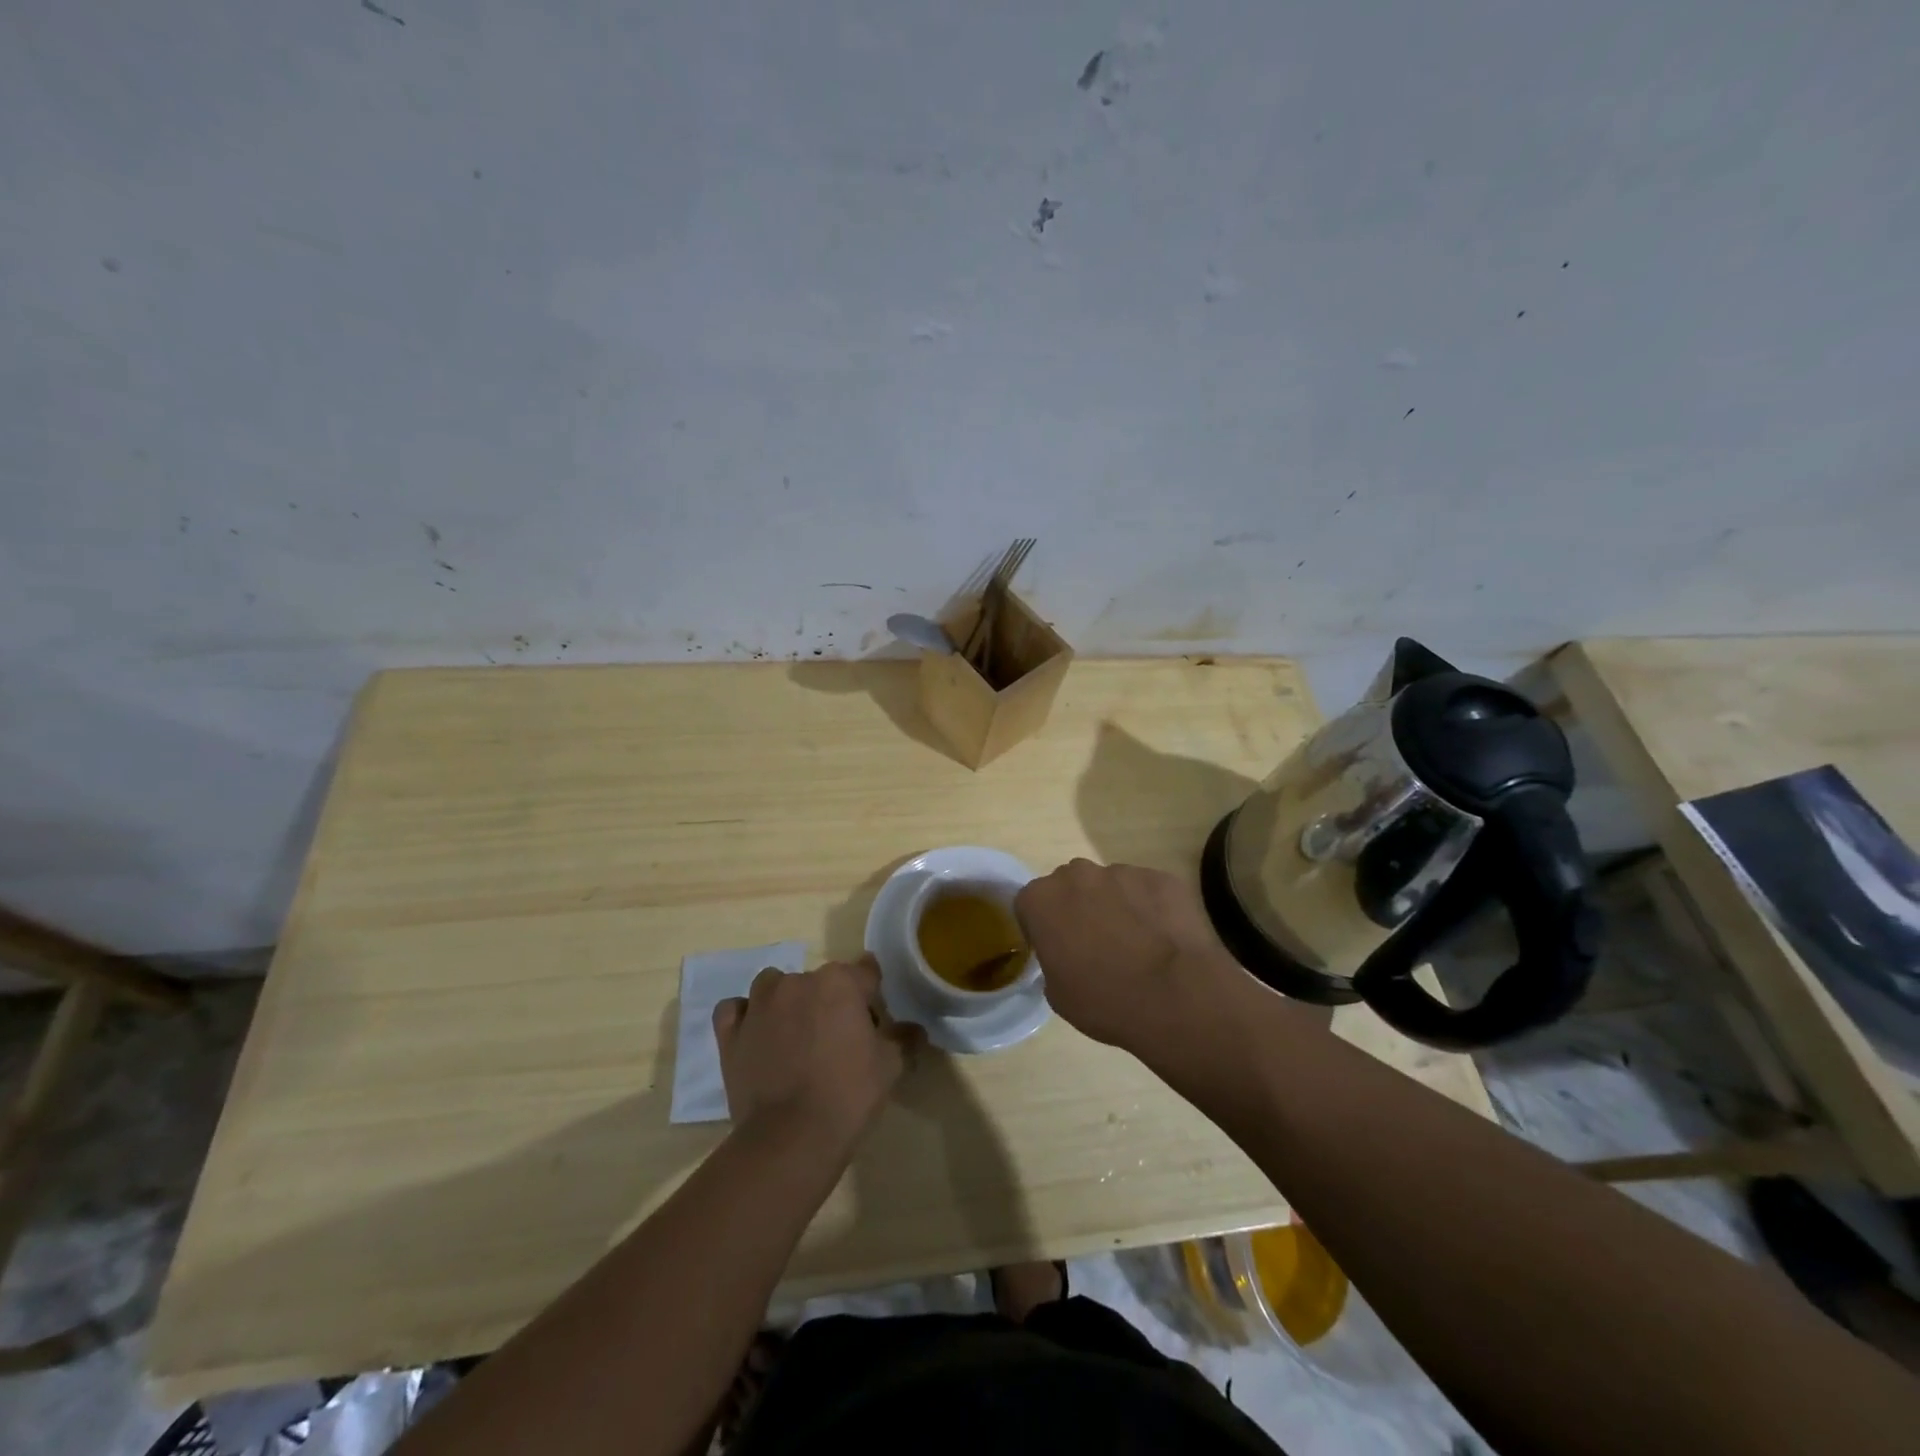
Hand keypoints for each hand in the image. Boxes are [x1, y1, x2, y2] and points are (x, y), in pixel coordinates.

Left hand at [713, 955, 918, 1156]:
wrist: (791, 1137)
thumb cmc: (849, 1094)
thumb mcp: (891, 1066)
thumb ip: (904, 1039)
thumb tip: (915, 1029)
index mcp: (839, 982)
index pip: (866, 973)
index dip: (873, 997)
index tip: (876, 1023)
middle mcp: (798, 981)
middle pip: (821, 981)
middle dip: (831, 1002)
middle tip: (839, 1040)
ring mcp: (759, 1004)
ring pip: (776, 986)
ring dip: (787, 1001)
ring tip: (796, 1036)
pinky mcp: (732, 1032)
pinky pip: (736, 1009)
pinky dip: (745, 1016)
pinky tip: (757, 1035)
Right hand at [1015, 859, 1243, 1054]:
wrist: (1174, 995)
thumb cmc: (1104, 1000)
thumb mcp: (1058, 994)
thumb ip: (1052, 961)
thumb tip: (1065, 956)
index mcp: (1042, 899)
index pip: (1030, 904)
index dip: (1041, 926)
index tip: (1056, 949)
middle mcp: (1077, 874)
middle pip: (1070, 885)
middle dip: (1078, 908)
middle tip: (1095, 944)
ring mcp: (1122, 872)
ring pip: (1111, 885)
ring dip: (1116, 906)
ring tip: (1136, 944)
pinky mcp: (1160, 877)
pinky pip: (1147, 890)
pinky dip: (1150, 908)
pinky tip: (1163, 939)